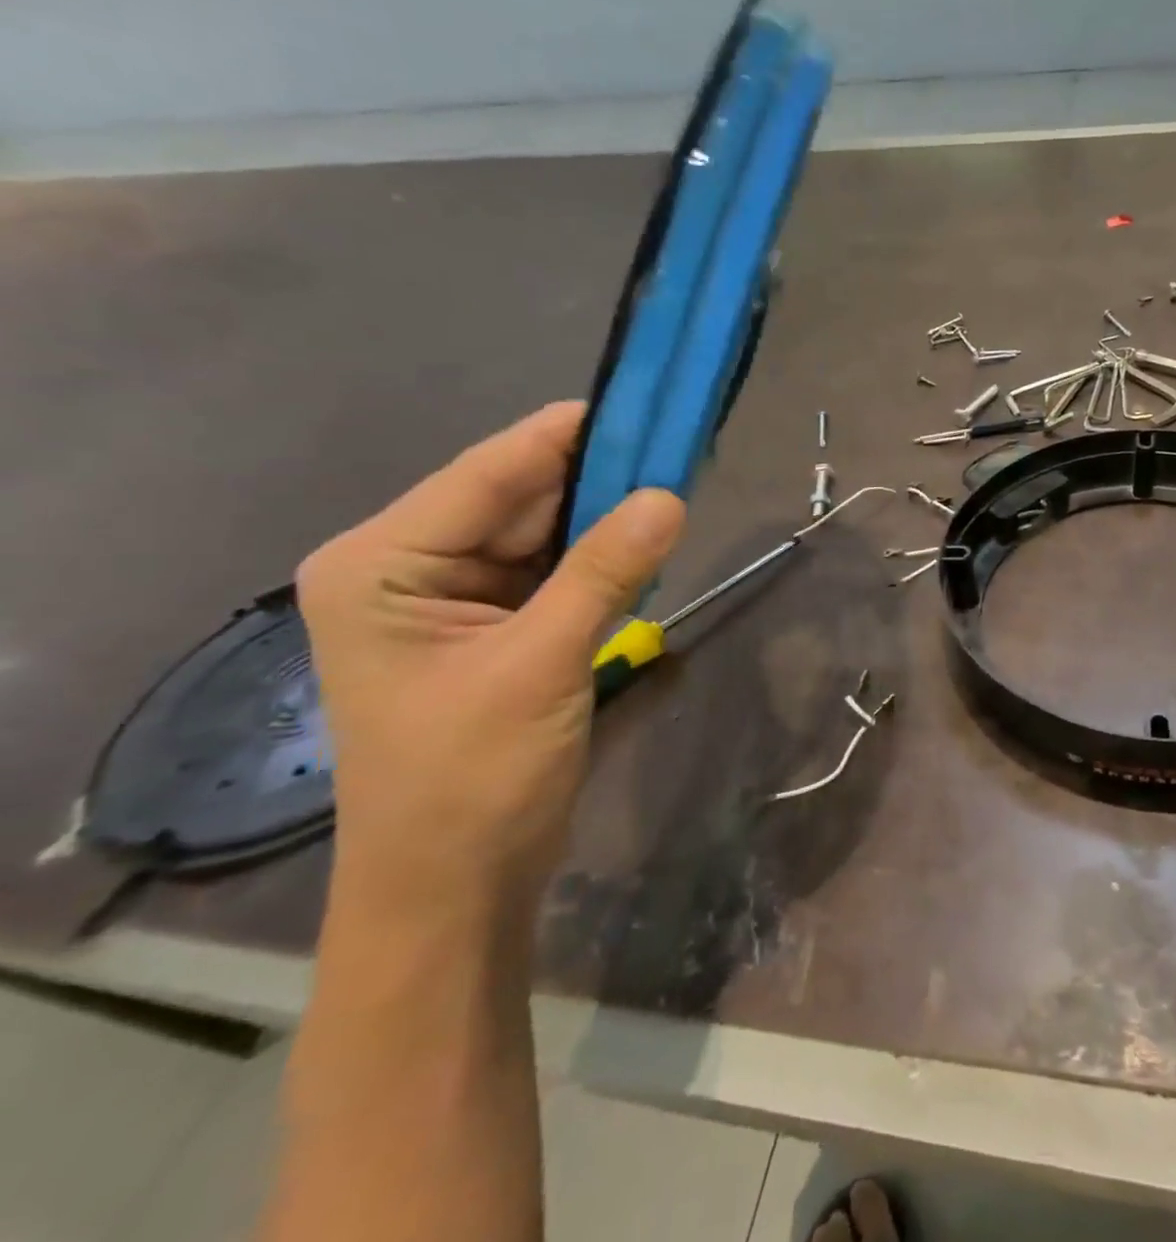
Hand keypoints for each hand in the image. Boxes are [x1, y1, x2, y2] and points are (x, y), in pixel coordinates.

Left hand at [297, 402, 683, 911]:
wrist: (455, 888)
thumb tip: (670, 497)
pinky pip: (556, 572)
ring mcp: (454, 598)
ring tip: (675, 485)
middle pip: (518, 499)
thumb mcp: (541, 665)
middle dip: (596, 478)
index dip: (567, 435)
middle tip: (676, 447)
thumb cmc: (472, 779)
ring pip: (544, 534)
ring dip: (605, 519)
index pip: (489, 473)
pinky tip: (649, 544)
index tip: (642, 402)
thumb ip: (604, 573)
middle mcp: (410, 566)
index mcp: (383, 562)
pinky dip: (602, 560)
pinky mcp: (495, 627)